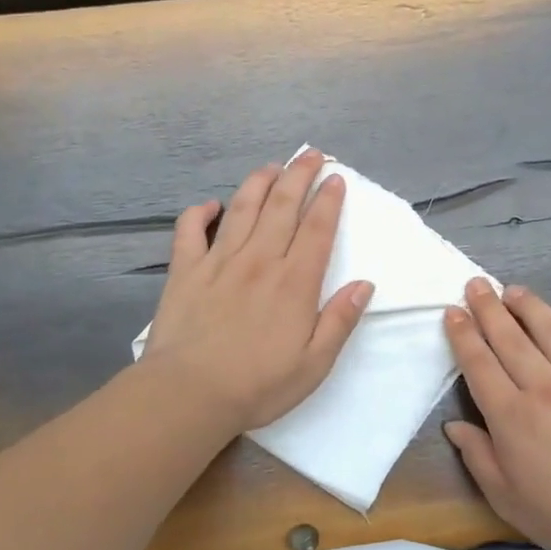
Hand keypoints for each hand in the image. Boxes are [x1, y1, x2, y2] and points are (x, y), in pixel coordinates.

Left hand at [143, 149, 371, 432]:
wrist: (190, 394)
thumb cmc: (258, 385)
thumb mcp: (315, 363)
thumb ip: (340, 320)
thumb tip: (364, 284)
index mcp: (294, 282)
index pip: (317, 229)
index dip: (328, 200)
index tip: (336, 179)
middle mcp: (260, 260)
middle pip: (282, 206)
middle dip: (299, 175)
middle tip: (311, 155)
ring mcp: (219, 261)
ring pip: (242, 208)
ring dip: (259, 182)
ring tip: (272, 166)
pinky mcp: (185, 271)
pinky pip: (190, 230)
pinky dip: (199, 212)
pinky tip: (210, 205)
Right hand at [443, 279, 550, 549]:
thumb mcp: (506, 498)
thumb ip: (478, 457)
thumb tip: (454, 425)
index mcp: (512, 416)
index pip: (479, 364)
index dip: (463, 335)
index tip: (452, 312)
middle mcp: (545, 387)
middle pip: (510, 337)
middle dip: (488, 308)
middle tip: (475, 284)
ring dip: (529, 306)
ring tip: (514, 290)